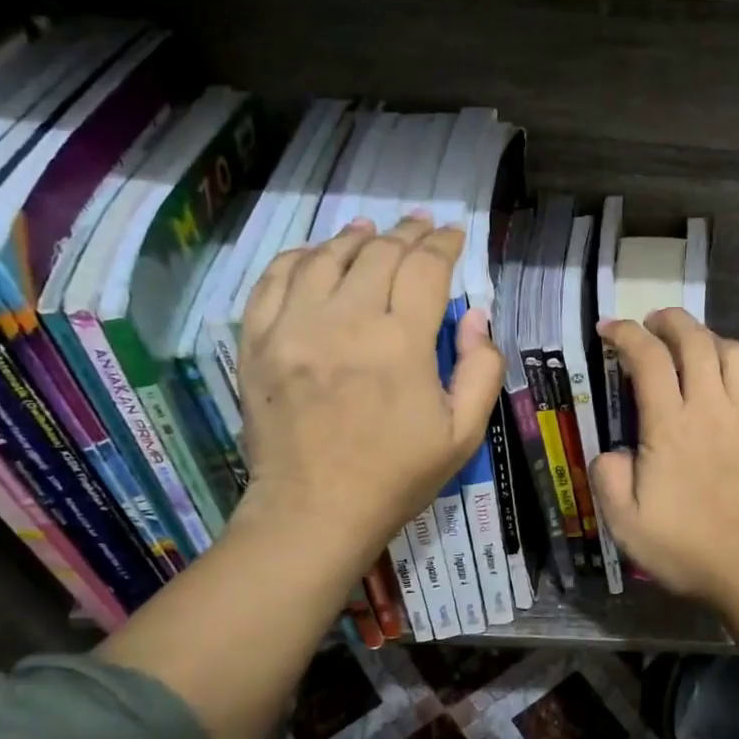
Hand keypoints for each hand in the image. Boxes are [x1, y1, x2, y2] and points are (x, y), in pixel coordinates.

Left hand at [233, 214, 503, 571]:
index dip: (443, 244)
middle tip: (420, 226)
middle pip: (378, 253)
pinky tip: (314, 255)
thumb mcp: (463, 434)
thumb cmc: (396, 477)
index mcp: (402, 344)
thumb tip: (476, 316)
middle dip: (406, 233)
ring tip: (370, 230)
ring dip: (353, 237)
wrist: (313, 513)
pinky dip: (297, 258)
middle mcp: (346, 321)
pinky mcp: (257, 343)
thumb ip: (481, 369)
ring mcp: (294, 329)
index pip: (425, 268)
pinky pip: (273, 281)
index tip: (453, 234)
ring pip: (325, 258)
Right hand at [591, 309, 738, 610]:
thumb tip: (613, 454)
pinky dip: (736, 372)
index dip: (625, 334)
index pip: (647, 358)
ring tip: (692, 349)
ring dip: (709, 339)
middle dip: (670, 320)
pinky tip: (725, 390)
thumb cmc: (687, 548)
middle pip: (695, 339)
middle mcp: (711, 408)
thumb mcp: (625, 524)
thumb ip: (609, 478)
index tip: (609, 329)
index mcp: (670, 425)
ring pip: (735, 352)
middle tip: (651, 324)